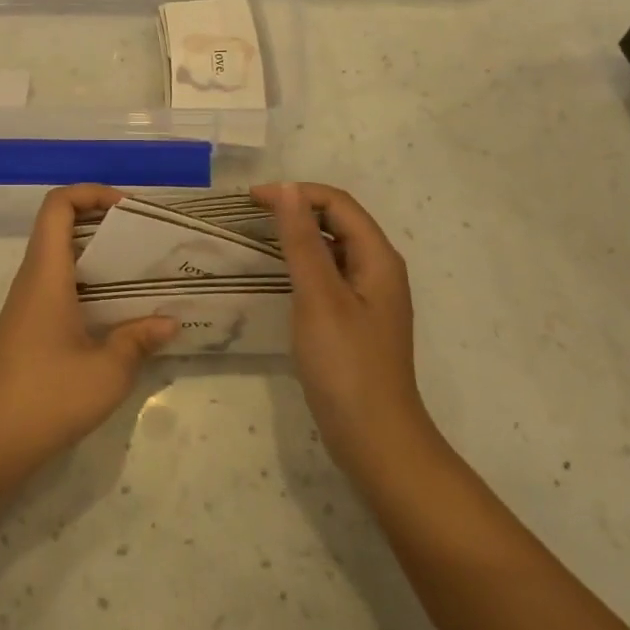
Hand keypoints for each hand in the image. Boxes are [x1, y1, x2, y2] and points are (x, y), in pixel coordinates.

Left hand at [0, 185, 178, 478]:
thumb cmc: (48, 396)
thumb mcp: (107, 371)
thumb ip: (138, 340)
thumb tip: (169, 322)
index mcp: (47, 273)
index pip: (58, 205)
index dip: (90, 192)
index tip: (127, 207)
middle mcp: (32, 279)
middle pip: (59, 226)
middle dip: (101, 222)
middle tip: (142, 238)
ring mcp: (26, 303)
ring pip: (58, 257)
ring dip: (95, 254)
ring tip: (137, 271)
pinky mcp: (26, 327)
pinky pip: (57, 285)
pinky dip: (87, 283)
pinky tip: (115, 311)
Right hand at [251, 182, 441, 483]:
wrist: (375, 440)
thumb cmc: (346, 365)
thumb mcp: (319, 297)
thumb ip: (303, 242)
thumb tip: (288, 190)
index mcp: (378, 258)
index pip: (337, 203)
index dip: (295, 193)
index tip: (251, 200)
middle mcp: (378, 270)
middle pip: (338, 221)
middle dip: (296, 209)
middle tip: (250, 215)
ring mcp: (368, 296)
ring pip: (332, 248)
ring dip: (298, 235)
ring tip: (258, 237)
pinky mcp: (355, 319)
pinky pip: (328, 274)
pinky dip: (303, 263)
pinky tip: (278, 275)